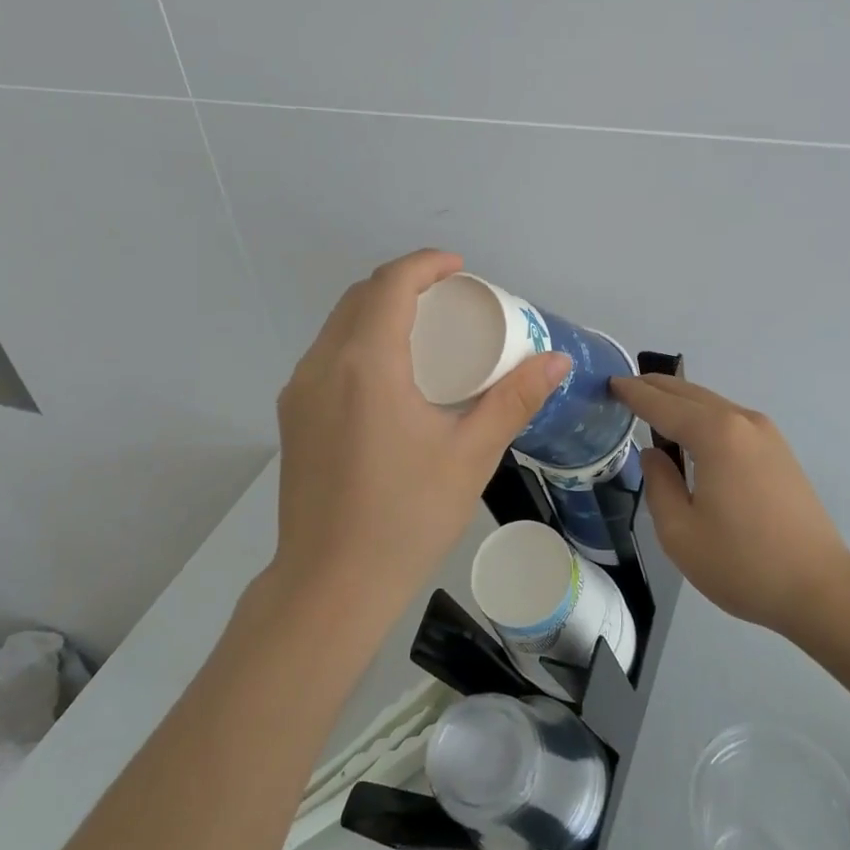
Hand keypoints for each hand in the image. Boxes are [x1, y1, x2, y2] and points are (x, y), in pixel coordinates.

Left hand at [274, 250, 568, 617]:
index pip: (391, 285)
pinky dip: (360, 341)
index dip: (426, 264)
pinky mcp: (293, 417)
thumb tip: (556, 360)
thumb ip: (514, 399)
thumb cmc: (407, 517)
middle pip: (361, 296)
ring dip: (380, 310)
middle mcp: (322, 366)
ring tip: (426, 333)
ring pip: (339, 325)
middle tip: (451, 301)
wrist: (330, 585)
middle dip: (405, 283)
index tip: (461, 270)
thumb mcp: (471, 455)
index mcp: (366, 365)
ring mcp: (299, 392)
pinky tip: (392, 375)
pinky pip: (327, 355)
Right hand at [610, 375, 849, 638]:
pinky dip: (704, 416)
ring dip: (681, 401)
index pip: (663, 405)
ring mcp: (767, 434)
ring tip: (652, 404)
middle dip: (657, 387)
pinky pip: (731, 420)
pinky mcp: (779, 451)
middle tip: (626, 386)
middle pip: (691, 394)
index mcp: (716, 435)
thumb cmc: (742, 564)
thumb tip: (654, 454)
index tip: (610, 383)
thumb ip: (659, 484)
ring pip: (713, 404)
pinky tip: (692, 432)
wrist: (819, 588)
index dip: (634, 394)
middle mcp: (743, 422)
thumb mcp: (680, 532)